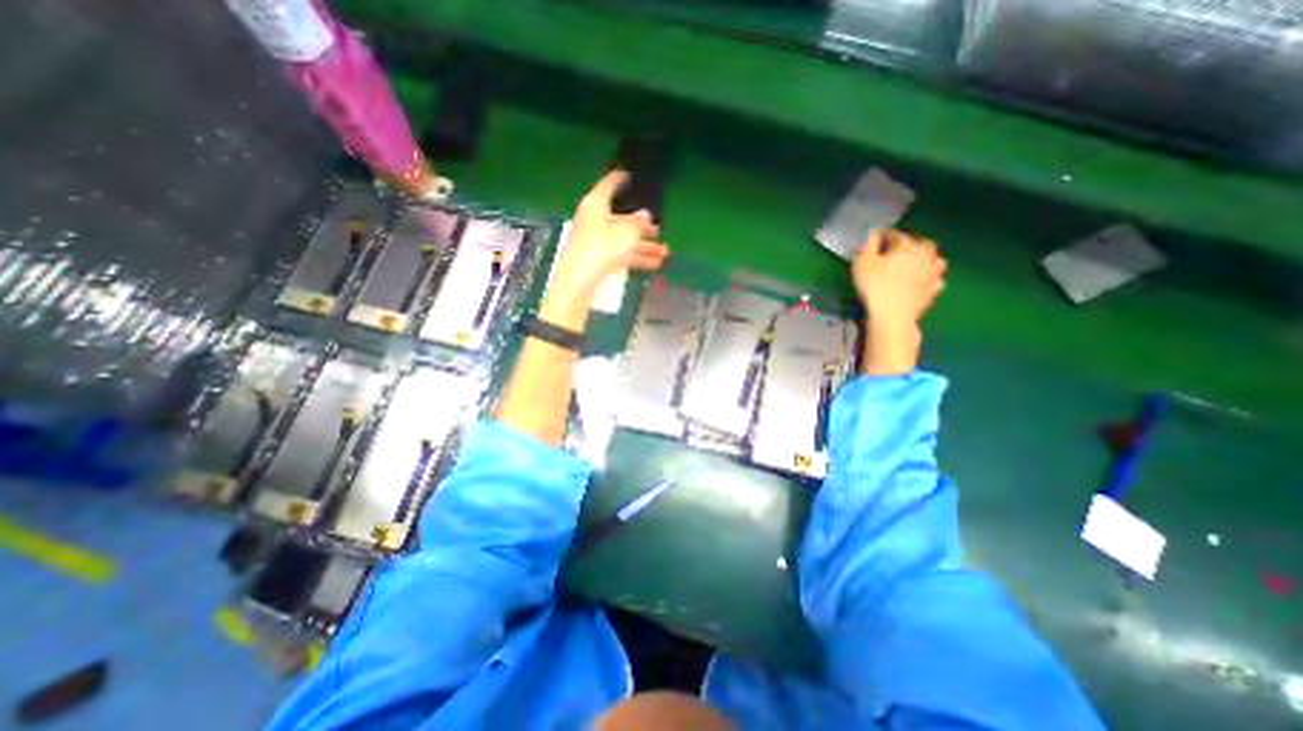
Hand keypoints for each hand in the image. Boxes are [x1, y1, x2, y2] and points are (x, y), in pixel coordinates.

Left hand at [547, 171, 672, 305]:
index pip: (609, 185)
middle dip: (642, 227)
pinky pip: (621, 254)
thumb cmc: (603, 248)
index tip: (628, 174)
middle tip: (659, 229)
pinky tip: (655, 265)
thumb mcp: (627, 233)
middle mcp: (595, 220)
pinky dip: (636, 258)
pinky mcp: (598, 259)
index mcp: (596, 205)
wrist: (580, 280)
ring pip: (624, 240)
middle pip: (621, 219)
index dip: (619, 179)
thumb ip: (639, 223)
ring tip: (665, 252)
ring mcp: (596, 241)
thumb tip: (645, 215)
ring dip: (644, 246)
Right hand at [857, 230, 948, 375]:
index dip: (885, 236)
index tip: (876, 240)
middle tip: (897, 250)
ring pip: (935, 259)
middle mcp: (925, 255)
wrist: (892, 315)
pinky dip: (930, 277)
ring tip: (914, 263)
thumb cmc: (874, 286)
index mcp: (907, 245)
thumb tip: (874, 233)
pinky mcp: (934, 290)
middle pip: (922, 243)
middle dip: (911, 243)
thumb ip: (869, 245)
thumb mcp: (863, 262)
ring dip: (926, 258)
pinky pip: (936, 279)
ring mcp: (933, 273)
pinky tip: (922, 281)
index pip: (896, 234)